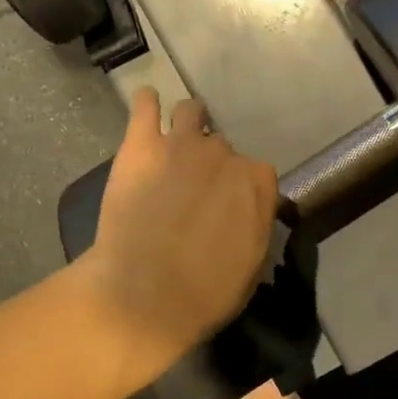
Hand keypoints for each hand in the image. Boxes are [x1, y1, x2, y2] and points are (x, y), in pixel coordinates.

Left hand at [83, 88, 279, 365]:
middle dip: (210, 163)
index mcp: (256, 183)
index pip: (257, 173)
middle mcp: (224, 154)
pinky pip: (145, 105)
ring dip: (188, 122)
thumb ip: (254, 227)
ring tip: (175, 139)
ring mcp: (181, 143)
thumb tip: (249, 216)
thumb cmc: (205, 293)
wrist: (144, 294)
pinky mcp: (140, 144)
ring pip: (191, 112)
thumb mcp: (251, 267)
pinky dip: (147, 104)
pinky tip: (146, 106)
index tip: (229, 205)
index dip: (241, 188)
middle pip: (221, 147)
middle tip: (193, 188)